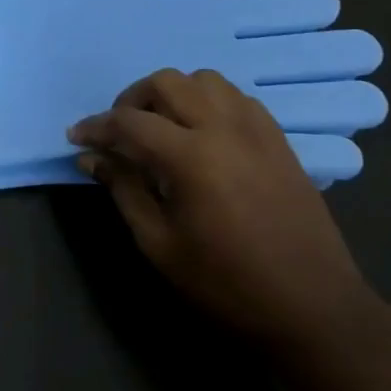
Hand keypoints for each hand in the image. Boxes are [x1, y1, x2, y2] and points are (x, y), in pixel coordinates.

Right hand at [68, 69, 380, 352]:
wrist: (314, 310)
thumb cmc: (227, 285)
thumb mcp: (160, 245)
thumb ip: (123, 190)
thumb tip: (91, 158)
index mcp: (191, 157)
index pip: (129, 122)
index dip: (96, 127)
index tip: (76, 138)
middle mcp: (224, 129)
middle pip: (167, 82)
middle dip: (133, 99)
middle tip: (120, 131)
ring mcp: (257, 131)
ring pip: (205, 80)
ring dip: (175, 94)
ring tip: (162, 126)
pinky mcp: (279, 141)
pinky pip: (237, 98)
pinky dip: (210, 102)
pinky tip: (204, 134)